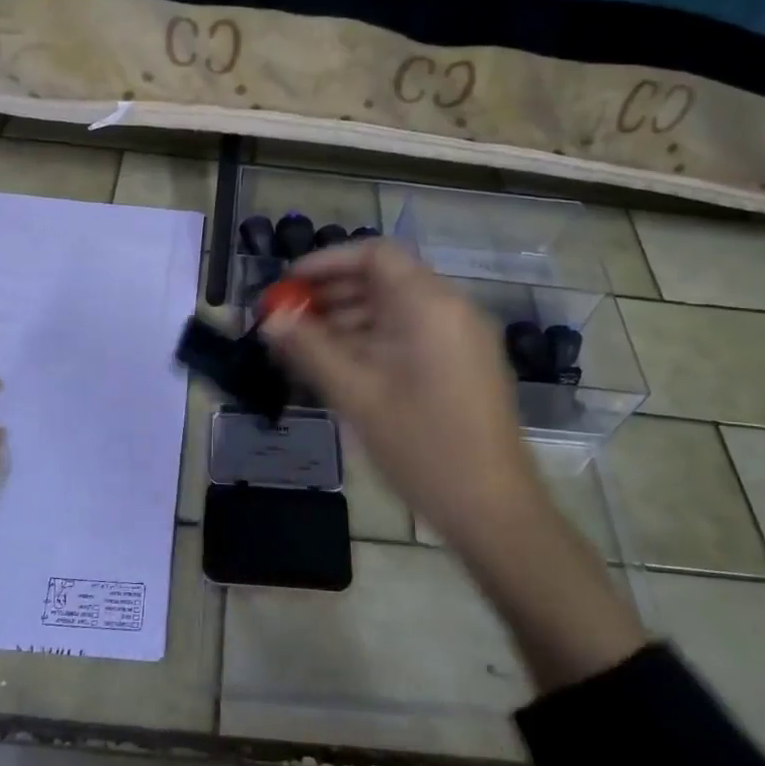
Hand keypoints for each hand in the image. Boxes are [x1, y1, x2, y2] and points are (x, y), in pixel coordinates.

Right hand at [258, 240, 538, 553]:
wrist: (494, 511)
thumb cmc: (423, 447)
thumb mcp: (357, 396)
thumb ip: (309, 349)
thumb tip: (270, 318)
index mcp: (430, 305)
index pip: (375, 254)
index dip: (326, 262)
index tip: (288, 284)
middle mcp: (450, 309)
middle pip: (384, 280)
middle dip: (332, 293)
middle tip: (287, 318)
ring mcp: (460, 338)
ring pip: (395, 309)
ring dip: (348, 319)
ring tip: (303, 346)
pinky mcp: (462, 365)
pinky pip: (410, 335)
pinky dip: (373, 340)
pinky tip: (339, 366)